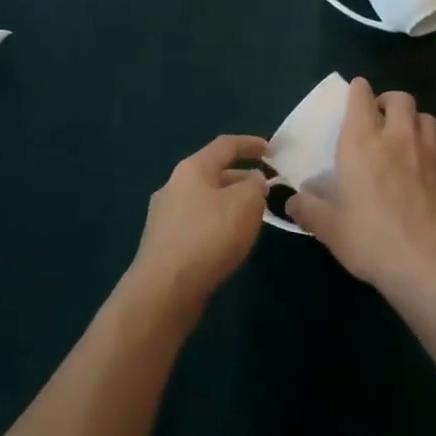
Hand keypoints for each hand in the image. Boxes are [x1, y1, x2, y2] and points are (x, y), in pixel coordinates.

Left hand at [127, 134, 270, 317]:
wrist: (163, 291)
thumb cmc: (208, 237)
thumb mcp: (246, 203)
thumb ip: (255, 186)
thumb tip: (253, 181)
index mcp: (192, 169)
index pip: (225, 145)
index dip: (251, 144)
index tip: (272, 150)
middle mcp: (173, 186)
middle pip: (213, 173)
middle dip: (241, 178)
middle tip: (265, 191)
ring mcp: (164, 216)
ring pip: (205, 201)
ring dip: (229, 204)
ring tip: (251, 218)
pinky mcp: (163, 244)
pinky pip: (197, 224)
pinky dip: (216, 225)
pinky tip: (228, 244)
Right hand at [286, 78, 435, 298]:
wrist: (425, 261)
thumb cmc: (369, 238)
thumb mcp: (328, 227)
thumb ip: (308, 209)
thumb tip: (292, 202)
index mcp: (361, 141)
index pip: (361, 97)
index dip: (358, 91)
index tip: (355, 95)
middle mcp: (396, 136)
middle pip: (400, 98)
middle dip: (389, 101)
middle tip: (380, 118)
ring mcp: (428, 150)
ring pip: (425, 117)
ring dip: (413, 121)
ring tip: (405, 138)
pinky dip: (431, 149)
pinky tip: (425, 168)